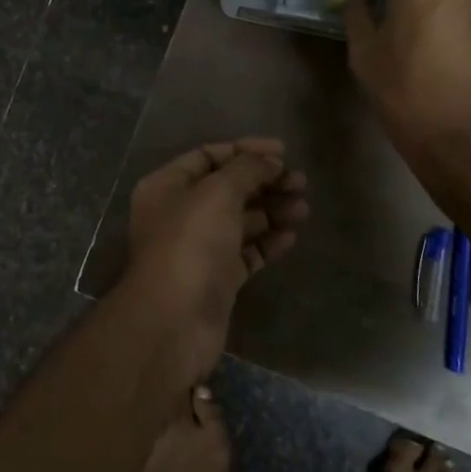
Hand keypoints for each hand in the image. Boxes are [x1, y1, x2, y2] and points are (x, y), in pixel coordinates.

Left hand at [123, 138, 308, 372]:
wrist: (175, 320)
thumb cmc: (191, 244)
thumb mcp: (218, 193)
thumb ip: (246, 170)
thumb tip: (270, 161)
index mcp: (166, 186)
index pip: (208, 156)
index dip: (245, 150)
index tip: (283, 152)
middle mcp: (179, 214)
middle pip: (227, 188)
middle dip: (264, 182)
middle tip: (301, 183)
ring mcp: (198, 248)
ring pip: (239, 221)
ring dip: (271, 211)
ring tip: (303, 208)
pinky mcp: (216, 279)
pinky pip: (245, 253)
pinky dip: (267, 242)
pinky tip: (291, 236)